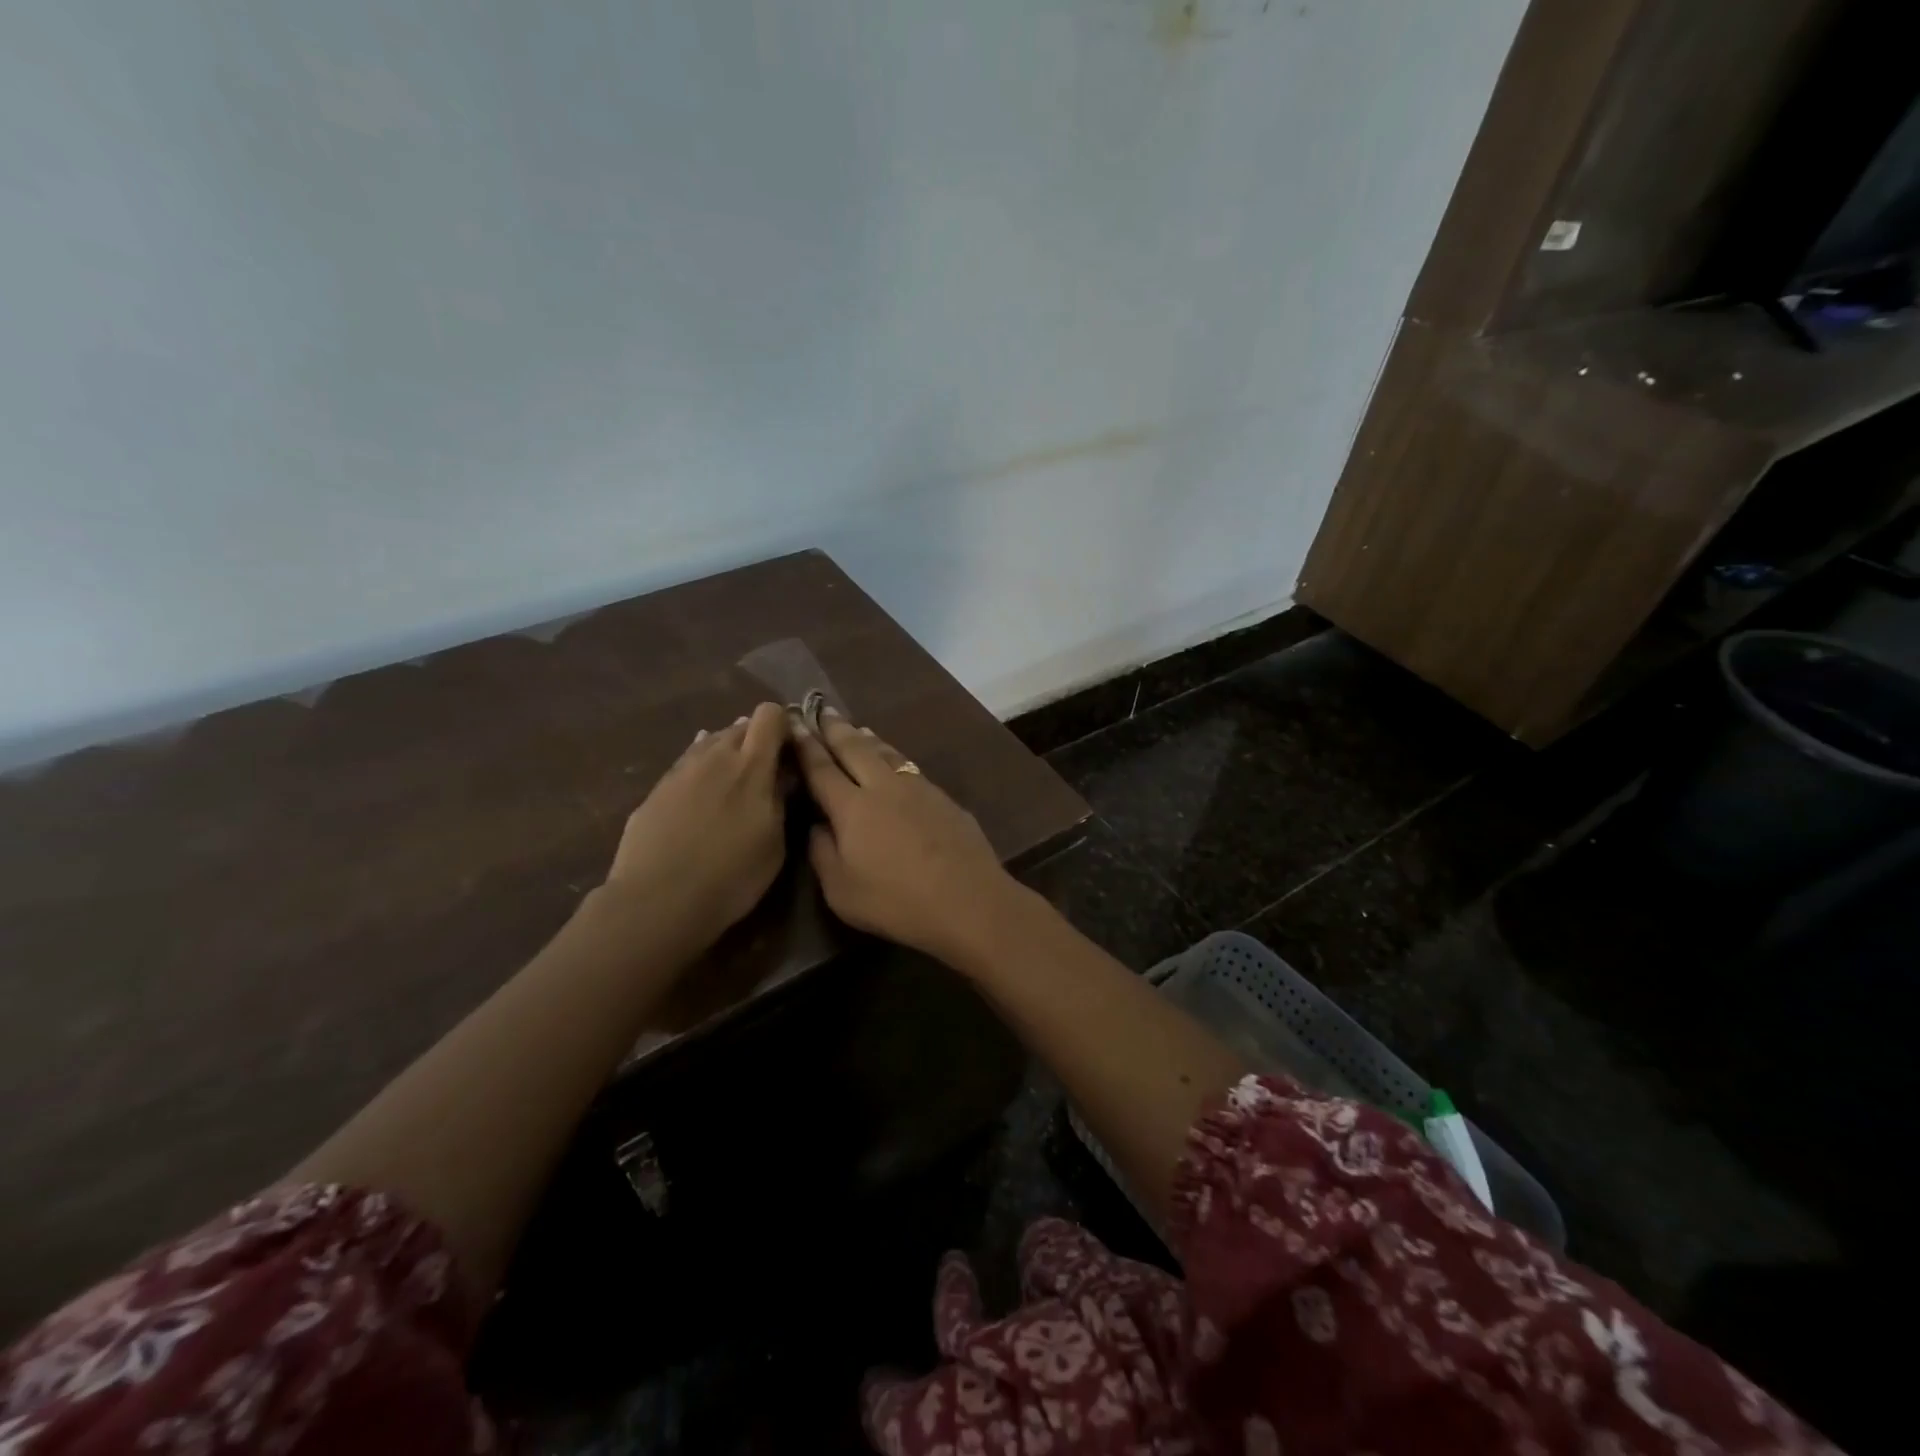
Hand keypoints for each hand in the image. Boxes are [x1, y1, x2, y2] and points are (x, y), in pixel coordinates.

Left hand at [602, 701, 789, 948]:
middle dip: (757, 740)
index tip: (792, 749)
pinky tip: (702, 790)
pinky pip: (686, 765)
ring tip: (734, 783)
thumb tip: (784, 774)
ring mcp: (681, 770)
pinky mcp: (656, 789)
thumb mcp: (775, 844)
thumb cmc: (731, 877)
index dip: (784, 724)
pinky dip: (701, 770)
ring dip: (727, 754)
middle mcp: (715, 756)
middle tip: (767, 770)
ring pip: (710, 742)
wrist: (657, 902)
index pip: (770, 715)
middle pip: (740, 726)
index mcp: (751, 766)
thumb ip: (781, 800)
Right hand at [788, 708, 1022, 965]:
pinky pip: (909, 765)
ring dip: (867, 737)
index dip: (805, 745)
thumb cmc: (895, 901)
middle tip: (821, 709)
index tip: (793, 722)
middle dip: (835, 728)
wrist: (968, 899)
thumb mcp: (841, 890)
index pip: (821, 768)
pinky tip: (896, 761)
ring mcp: (918, 788)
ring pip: (887, 752)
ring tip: (857, 727)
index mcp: (851, 807)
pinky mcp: (944, 797)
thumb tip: (815, 825)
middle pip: (854, 748)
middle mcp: (883, 786)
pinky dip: (894, 755)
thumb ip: (822, 853)